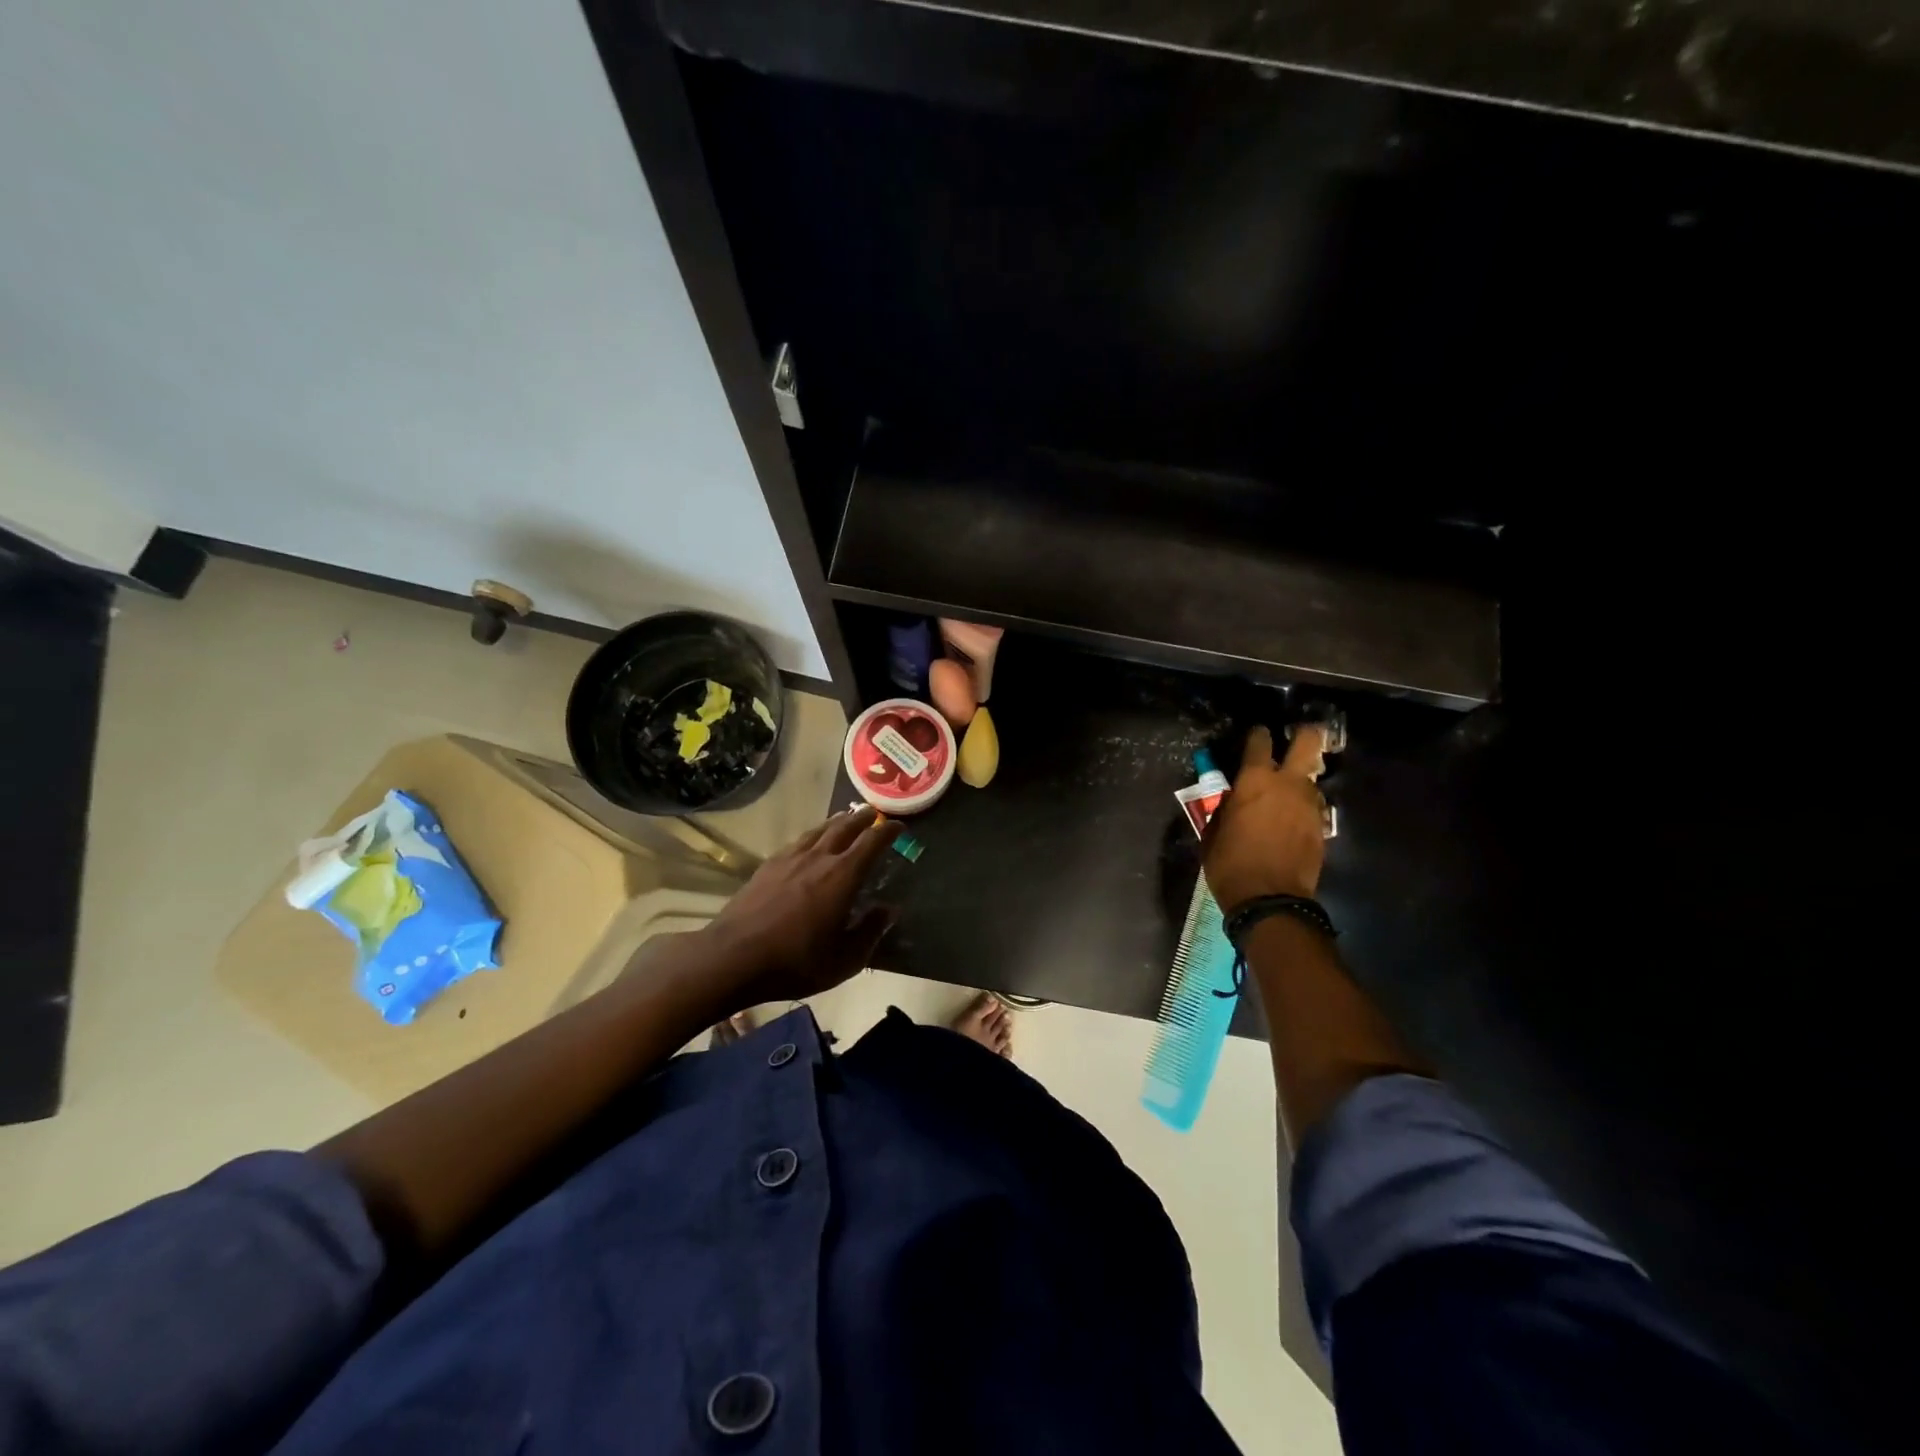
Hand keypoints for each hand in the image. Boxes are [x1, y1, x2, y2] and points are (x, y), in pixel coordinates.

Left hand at [700, 804, 900, 1006]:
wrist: (733, 957)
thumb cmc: (796, 961)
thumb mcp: (844, 959)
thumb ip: (870, 932)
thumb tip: (890, 910)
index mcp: (842, 876)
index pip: (872, 842)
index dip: (888, 831)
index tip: (899, 826)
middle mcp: (818, 858)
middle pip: (844, 827)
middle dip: (862, 818)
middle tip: (874, 813)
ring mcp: (789, 859)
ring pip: (819, 830)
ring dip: (837, 822)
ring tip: (845, 819)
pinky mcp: (767, 866)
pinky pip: (798, 841)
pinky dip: (812, 835)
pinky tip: (810, 842)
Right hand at [1203, 724, 1328, 912]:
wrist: (1269, 901)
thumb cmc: (1229, 864)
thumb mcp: (1213, 831)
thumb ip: (1226, 806)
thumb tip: (1233, 797)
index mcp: (1255, 780)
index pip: (1260, 741)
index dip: (1257, 735)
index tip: (1255, 736)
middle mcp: (1288, 784)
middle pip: (1309, 741)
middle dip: (1304, 734)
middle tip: (1294, 739)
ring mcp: (1311, 805)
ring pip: (1312, 777)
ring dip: (1300, 780)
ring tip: (1285, 794)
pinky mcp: (1322, 827)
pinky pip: (1314, 806)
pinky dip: (1303, 808)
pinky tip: (1291, 821)